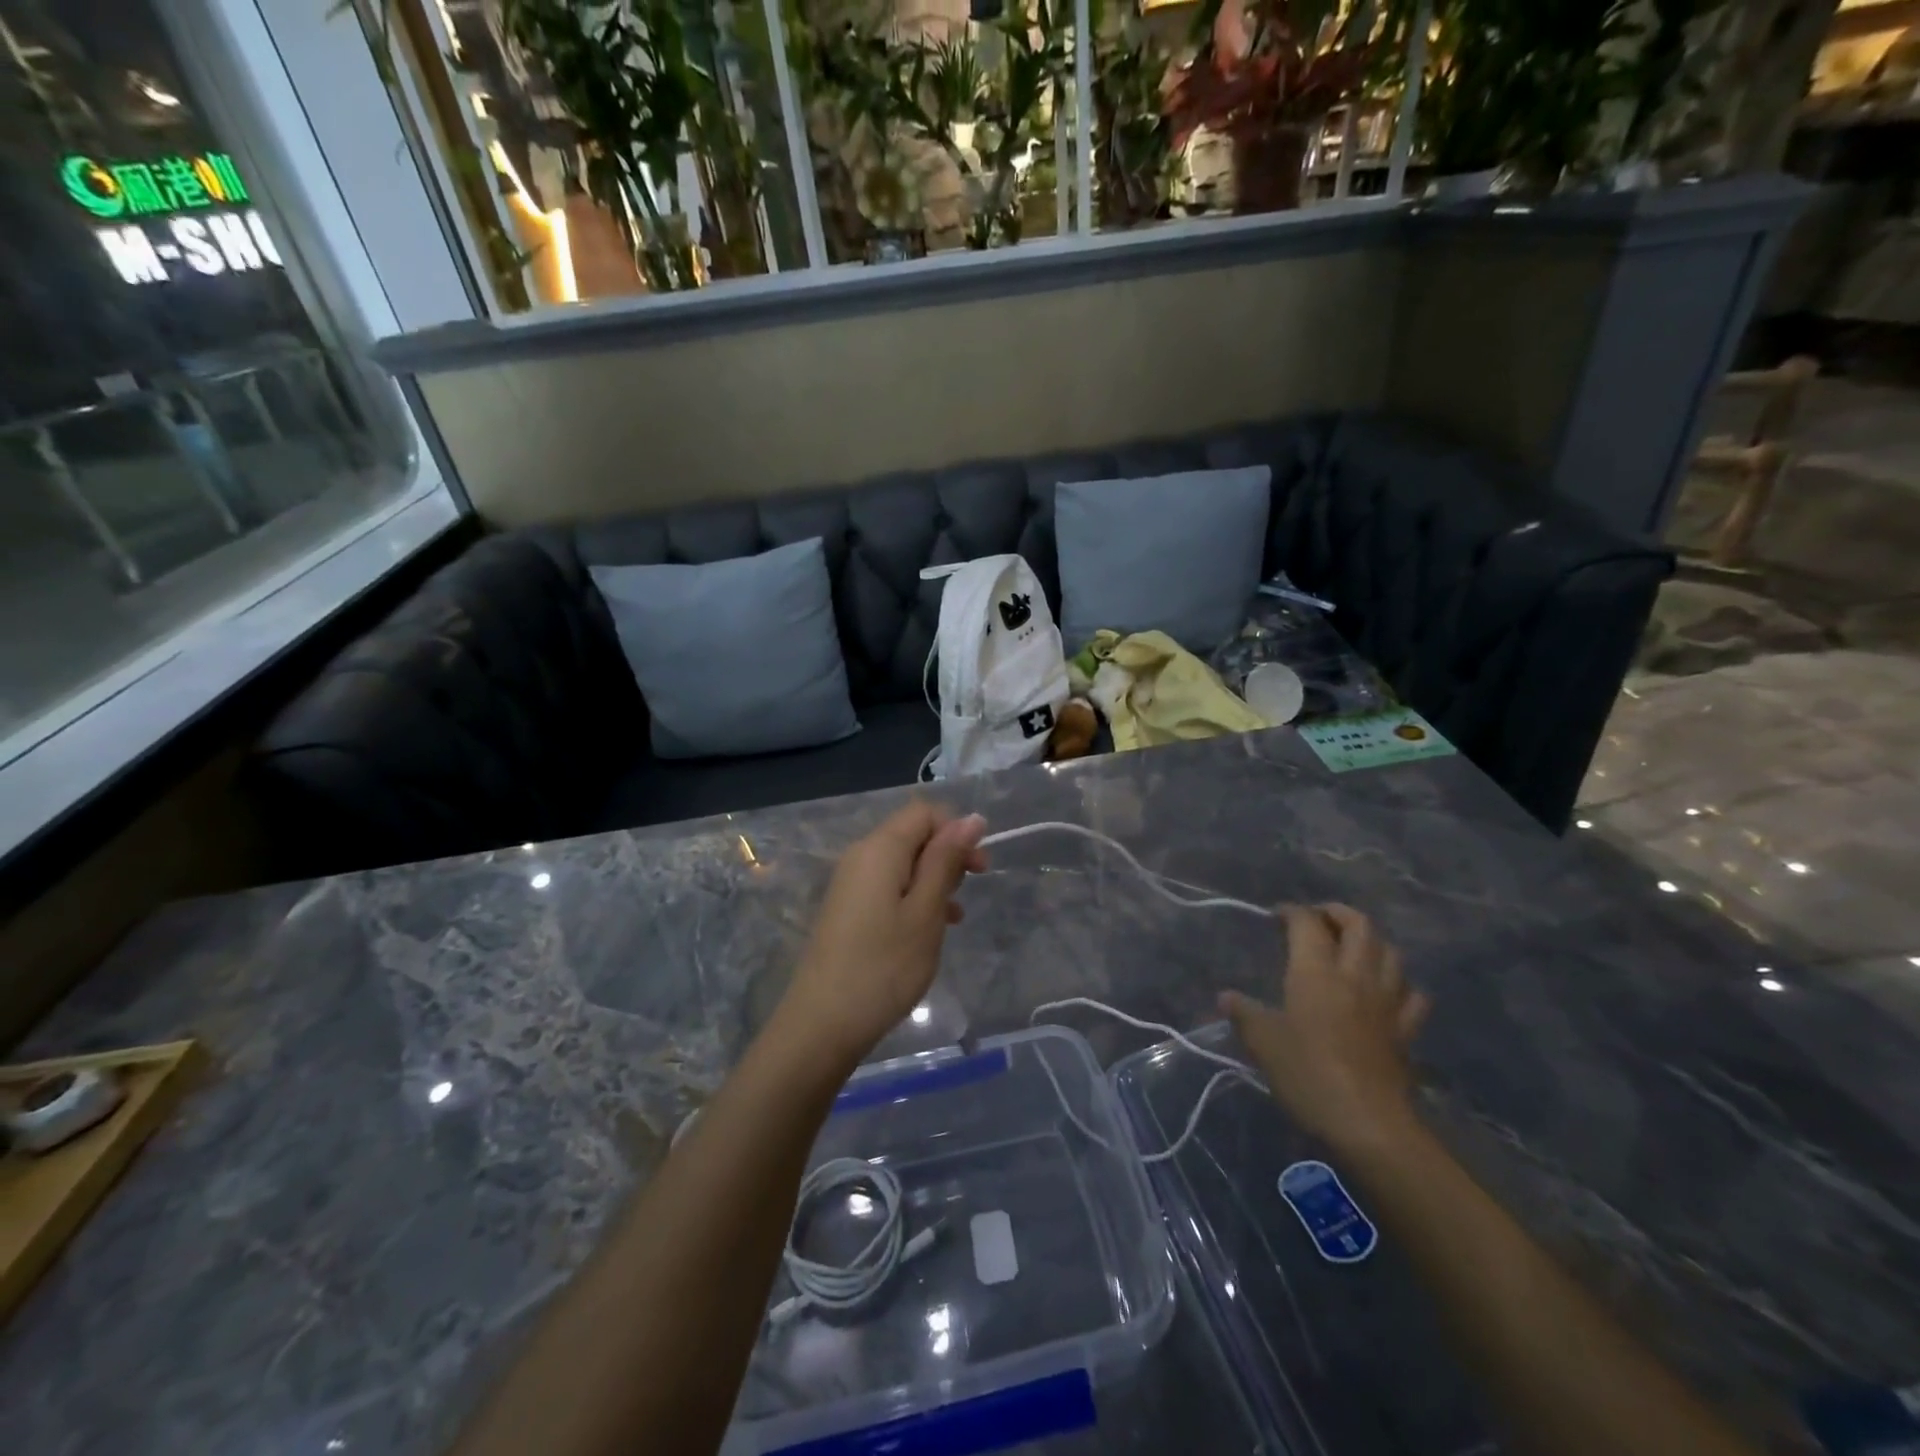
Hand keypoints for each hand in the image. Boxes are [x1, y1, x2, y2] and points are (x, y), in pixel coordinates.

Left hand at [775, 802, 987, 1066]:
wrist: (823, 1023)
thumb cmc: (884, 966)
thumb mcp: (926, 911)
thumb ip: (946, 860)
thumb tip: (972, 818)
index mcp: (880, 848)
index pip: (924, 811)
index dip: (956, 829)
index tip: (978, 868)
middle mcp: (860, 856)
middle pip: (912, 834)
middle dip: (947, 855)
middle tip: (970, 891)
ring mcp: (850, 883)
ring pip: (903, 863)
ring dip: (933, 879)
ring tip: (953, 917)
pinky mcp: (847, 909)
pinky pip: (888, 886)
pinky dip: (914, 897)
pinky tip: (929, 929)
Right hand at [1220, 904, 1429, 1150]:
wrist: (1368, 1123)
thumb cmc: (1307, 1074)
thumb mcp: (1263, 1043)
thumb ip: (1244, 1014)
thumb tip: (1226, 997)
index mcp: (1315, 971)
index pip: (1307, 923)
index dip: (1292, 911)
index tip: (1276, 915)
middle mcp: (1354, 975)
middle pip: (1359, 925)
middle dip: (1338, 913)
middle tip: (1318, 918)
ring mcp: (1386, 1001)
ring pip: (1390, 952)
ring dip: (1372, 941)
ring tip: (1353, 946)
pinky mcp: (1406, 1030)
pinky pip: (1412, 994)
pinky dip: (1400, 983)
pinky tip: (1387, 990)